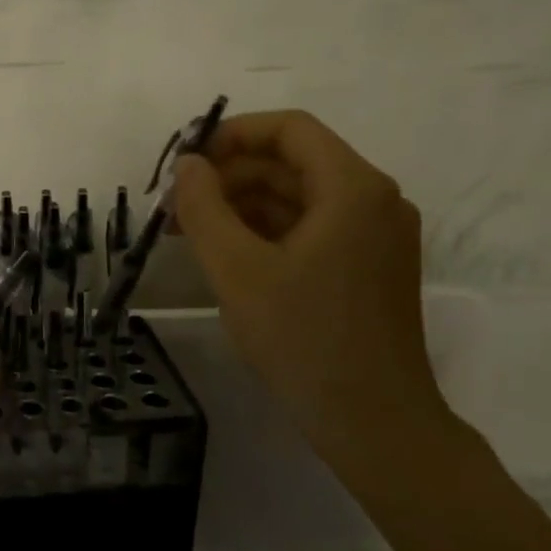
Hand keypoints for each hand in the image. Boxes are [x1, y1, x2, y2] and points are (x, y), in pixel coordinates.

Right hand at [172, 110, 451, 467]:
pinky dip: (265, 232)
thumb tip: (187, 165)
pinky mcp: (367, 268)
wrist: (373, 422)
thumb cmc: (303, 337)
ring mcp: (375, 237)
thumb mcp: (236, 269)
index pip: (289, 129)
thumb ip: (203, 207)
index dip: (231, 135)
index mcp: (352, 188)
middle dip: (229, 176)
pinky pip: (310, 229)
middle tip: (175, 205)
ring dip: (242, 205)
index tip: (185, 161)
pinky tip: (224, 254)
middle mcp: (373, 201)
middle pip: (292, 162)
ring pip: (298, 198)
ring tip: (187, 231)